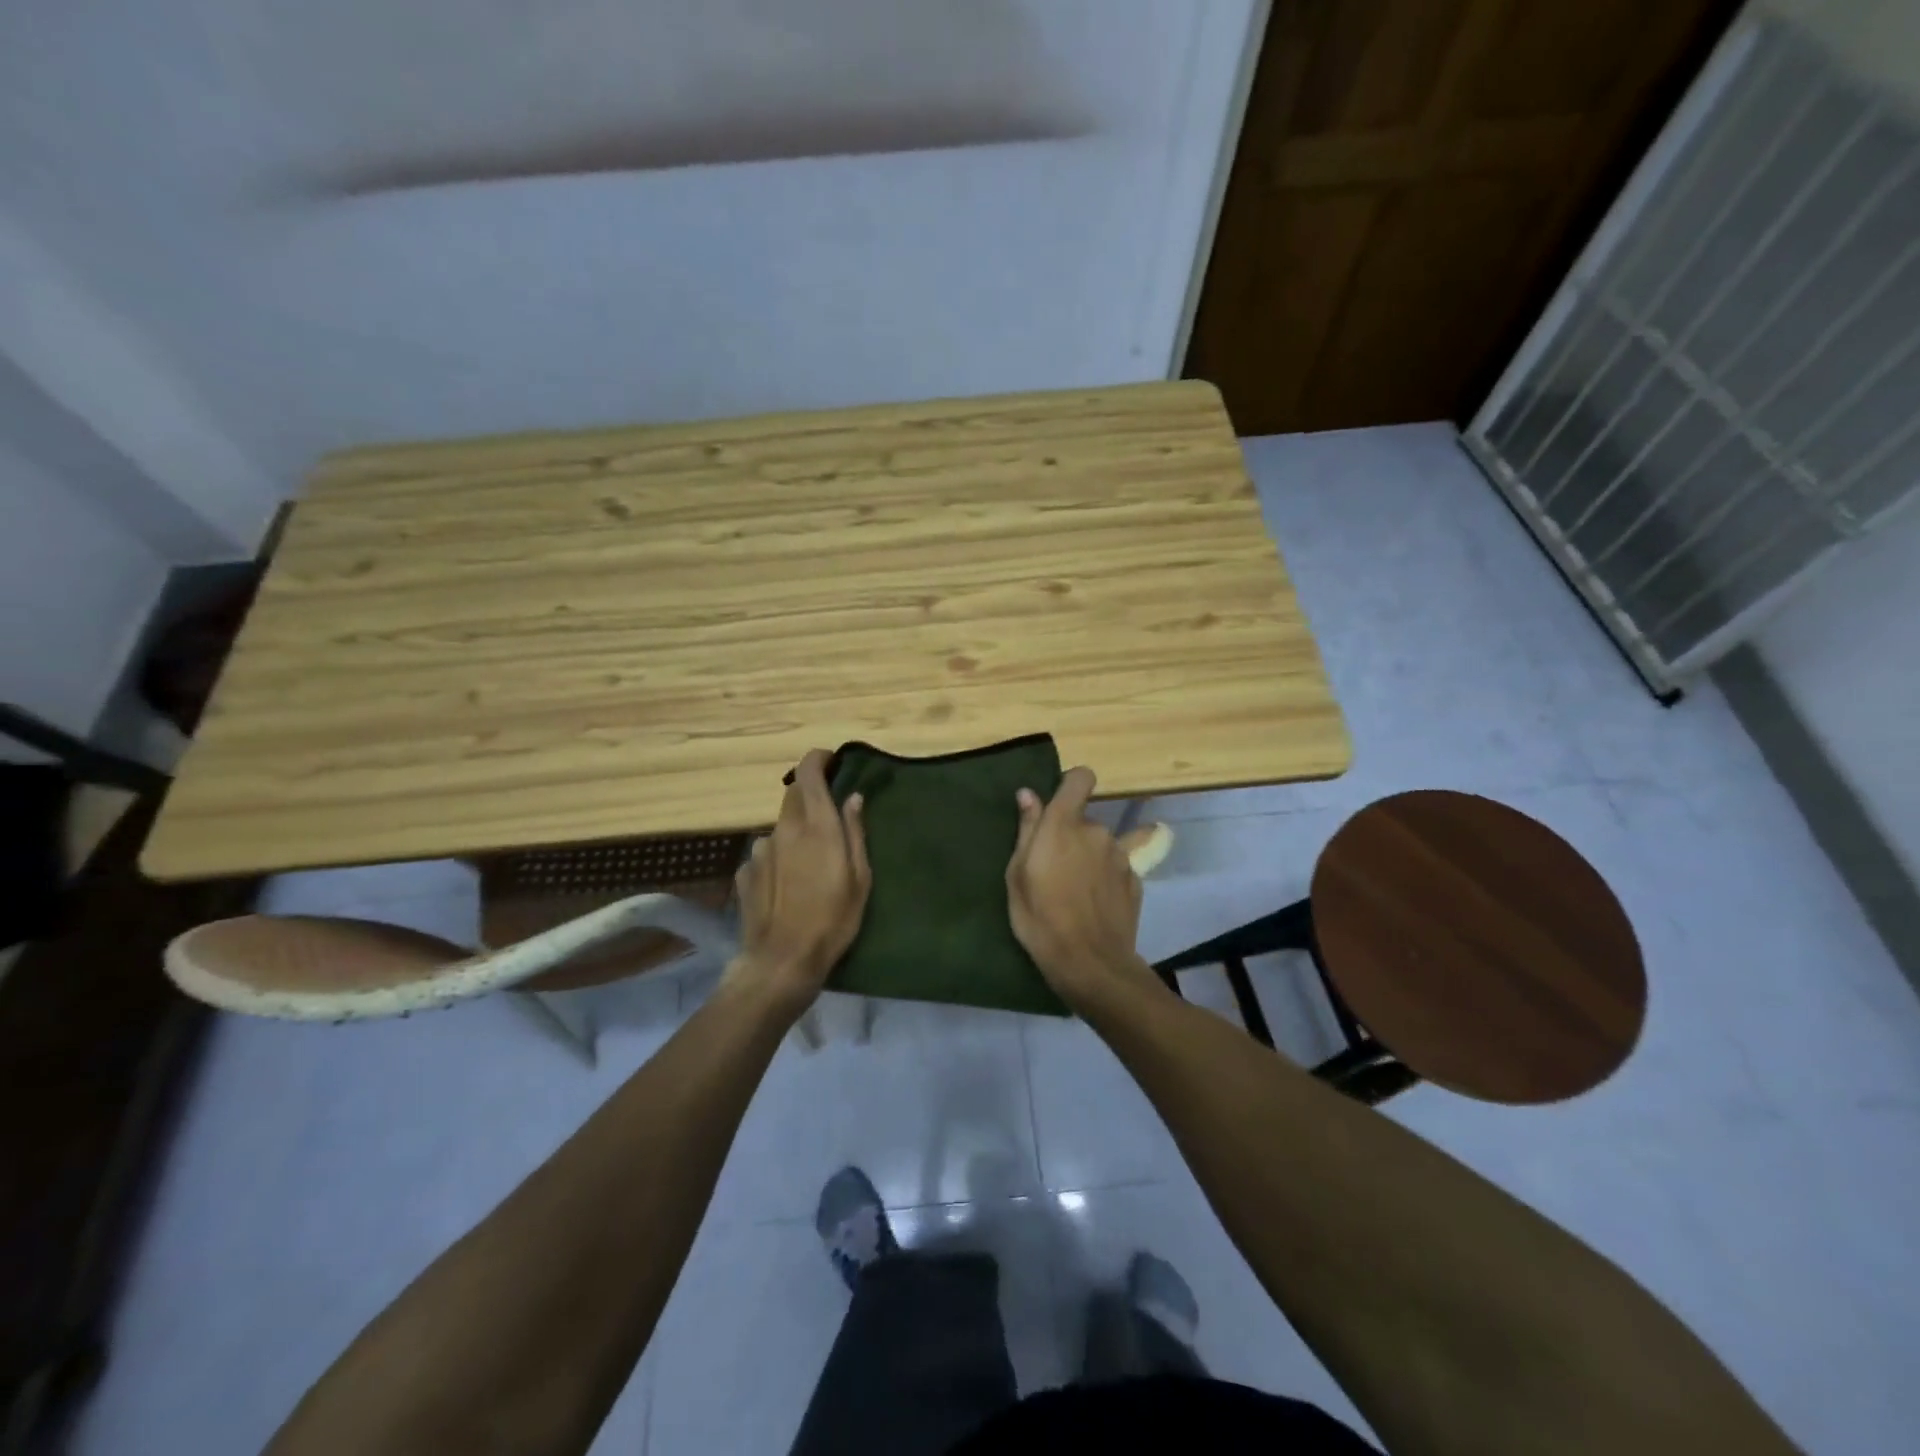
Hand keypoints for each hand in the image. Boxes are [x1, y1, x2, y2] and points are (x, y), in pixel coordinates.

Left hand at [728, 749, 870, 1009]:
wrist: (782, 961)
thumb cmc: (833, 920)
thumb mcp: (860, 877)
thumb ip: (855, 832)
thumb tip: (853, 798)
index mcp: (816, 825)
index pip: (808, 773)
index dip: (818, 759)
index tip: (831, 761)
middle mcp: (784, 829)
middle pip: (793, 796)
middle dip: (810, 796)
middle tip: (829, 818)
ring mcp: (760, 850)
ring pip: (780, 827)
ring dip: (795, 832)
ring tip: (809, 864)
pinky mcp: (744, 872)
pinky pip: (765, 854)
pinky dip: (778, 858)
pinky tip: (786, 885)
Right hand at [1006, 767, 1157, 1012]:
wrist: (1090, 963)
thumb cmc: (1040, 918)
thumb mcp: (1017, 875)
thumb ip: (1027, 829)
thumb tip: (1028, 794)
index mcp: (1064, 824)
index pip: (1081, 778)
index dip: (1071, 785)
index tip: (1059, 804)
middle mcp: (1097, 831)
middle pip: (1086, 820)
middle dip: (1073, 836)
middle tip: (1055, 869)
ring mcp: (1122, 856)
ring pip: (1104, 844)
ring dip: (1093, 857)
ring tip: (1079, 889)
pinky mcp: (1136, 880)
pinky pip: (1119, 867)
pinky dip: (1109, 877)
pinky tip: (1098, 903)